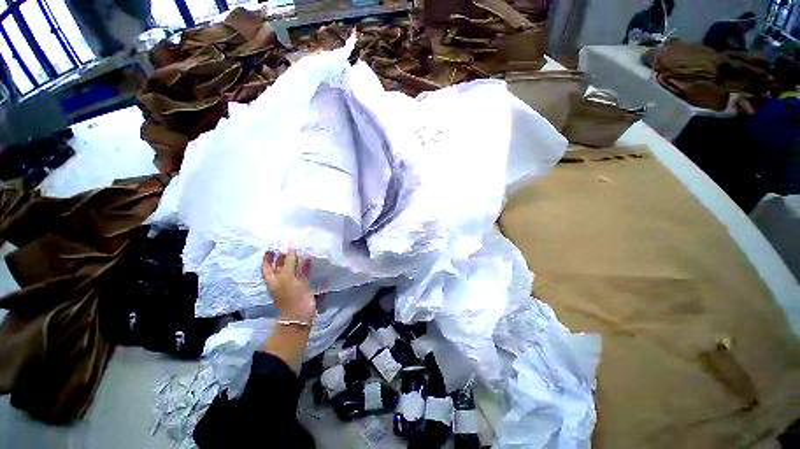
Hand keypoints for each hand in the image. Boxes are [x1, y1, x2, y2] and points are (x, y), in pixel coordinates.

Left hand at [262, 247, 315, 322]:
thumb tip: (291, 246)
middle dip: (283, 256)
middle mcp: (281, 280)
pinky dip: (306, 265)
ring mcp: (293, 282)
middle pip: (280, 266)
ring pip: (293, 268)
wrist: (300, 312)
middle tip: (288, 244)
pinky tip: (309, 257)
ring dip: (296, 259)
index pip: (267, 266)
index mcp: (272, 279)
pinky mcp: (303, 283)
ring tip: (300, 248)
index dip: (268, 257)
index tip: (273, 247)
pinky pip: (304, 272)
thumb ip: (290, 261)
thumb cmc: (289, 294)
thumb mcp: (286, 276)